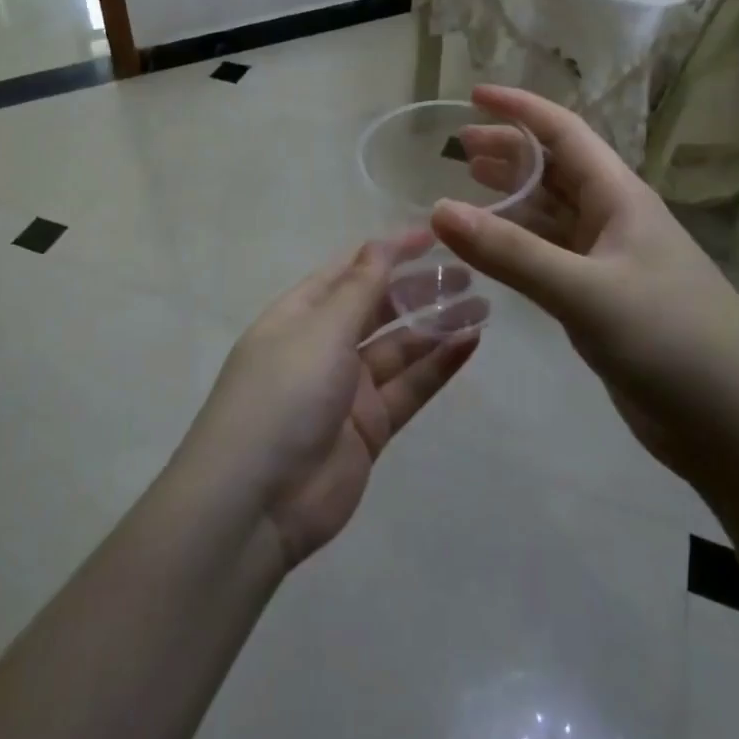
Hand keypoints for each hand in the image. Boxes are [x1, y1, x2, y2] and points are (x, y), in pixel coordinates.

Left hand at [179, 234, 484, 568]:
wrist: (256, 502)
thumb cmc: (283, 395)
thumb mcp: (320, 330)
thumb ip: (358, 289)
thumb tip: (379, 243)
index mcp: (300, 314)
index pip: (350, 271)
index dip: (389, 251)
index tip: (434, 236)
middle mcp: (323, 345)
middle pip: (378, 307)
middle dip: (418, 288)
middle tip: (468, 273)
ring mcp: (347, 389)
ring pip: (400, 348)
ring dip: (436, 326)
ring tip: (482, 305)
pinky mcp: (369, 428)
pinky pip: (409, 388)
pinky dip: (438, 366)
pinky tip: (470, 343)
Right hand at [432, 86, 738, 477]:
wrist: (738, 427)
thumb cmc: (672, 341)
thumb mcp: (586, 292)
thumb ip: (511, 253)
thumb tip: (437, 209)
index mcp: (620, 197)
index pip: (564, 133)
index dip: (519, 109)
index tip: (473, 95)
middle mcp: (614, 219)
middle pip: (554, 169)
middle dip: (509, 151)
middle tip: (458, 147)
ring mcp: (609, 262)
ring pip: (550, 214)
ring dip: (510, 198)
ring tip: (466, 186)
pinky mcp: (602, 301)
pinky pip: (549, 257)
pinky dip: (517, 246)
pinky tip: (490, 249)